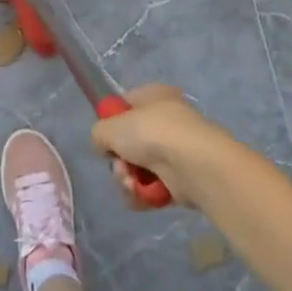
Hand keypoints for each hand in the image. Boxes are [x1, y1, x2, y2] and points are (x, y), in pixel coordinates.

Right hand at [92, 84, 234, 209]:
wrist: (192, 164)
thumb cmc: (152, 132)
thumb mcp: (110, 126)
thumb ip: (99, 133)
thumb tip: (105, 146)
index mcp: (154, 95)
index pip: (126, 106)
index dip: (112, 122)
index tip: (106, 138)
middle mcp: (167, 120)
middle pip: (131, 143)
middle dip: (119, 160)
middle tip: (120, 167)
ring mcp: (176, 151)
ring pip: (139, 168)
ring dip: (128, 179)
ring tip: (130, 183)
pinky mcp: (182, 180)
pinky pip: (152, 188)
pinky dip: (143, 194)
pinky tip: (140, 195)